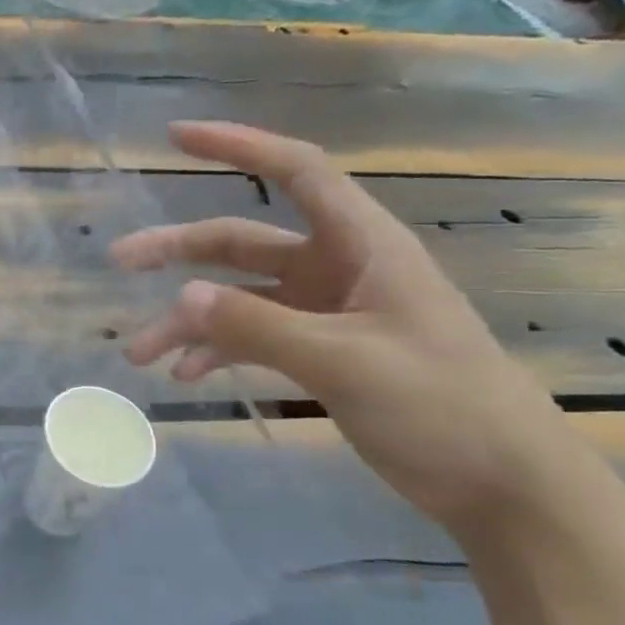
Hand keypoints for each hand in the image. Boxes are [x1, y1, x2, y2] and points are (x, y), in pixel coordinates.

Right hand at [111, 121, 578, 535]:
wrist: (504, 486)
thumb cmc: (443, 406)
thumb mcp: (345, 361)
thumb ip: (258, 325)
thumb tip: (182, 296)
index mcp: (361, 246)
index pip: (296, 171)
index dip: (238, 145)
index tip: (175, 137)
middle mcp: (337, 268)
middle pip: (243, 239)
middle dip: (179, 249)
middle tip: (120, 259)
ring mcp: (325, 312)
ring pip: (237, 297)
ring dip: (188, 320)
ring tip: (139, 352)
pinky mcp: (319, 351)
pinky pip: (250, 336)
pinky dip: (215, 350)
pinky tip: (185, 374)